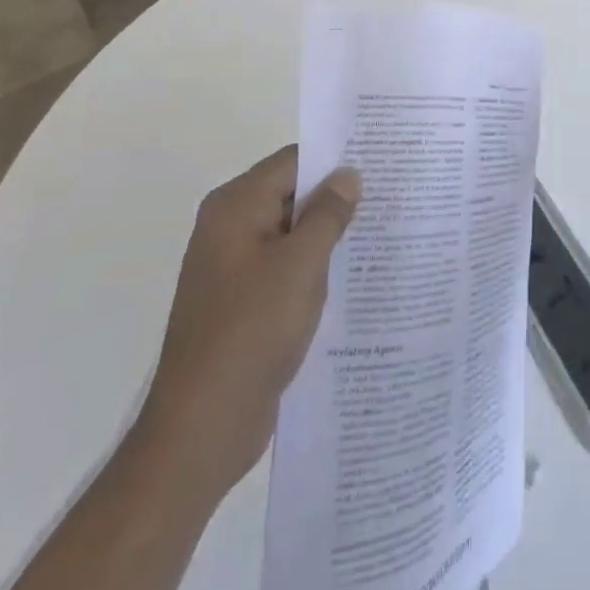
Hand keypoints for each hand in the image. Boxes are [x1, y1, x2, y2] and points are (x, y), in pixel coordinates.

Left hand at [145, 145, 361, 488]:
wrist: (201, 429)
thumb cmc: (251, 332)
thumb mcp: (300, 265)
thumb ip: (328, 214)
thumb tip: (349, 174)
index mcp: (235, 206)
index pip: (293, 162)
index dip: (335, 160)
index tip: (379, 162)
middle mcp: (229, 227)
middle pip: (291, 194)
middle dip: (335, 198)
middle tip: (389, 197)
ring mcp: (233, 267)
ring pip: (291, 233)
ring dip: (327, 235)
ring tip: (380, 233)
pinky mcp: (242, 302)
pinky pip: (284, 268)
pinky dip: (313, 267)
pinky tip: (351, 277)